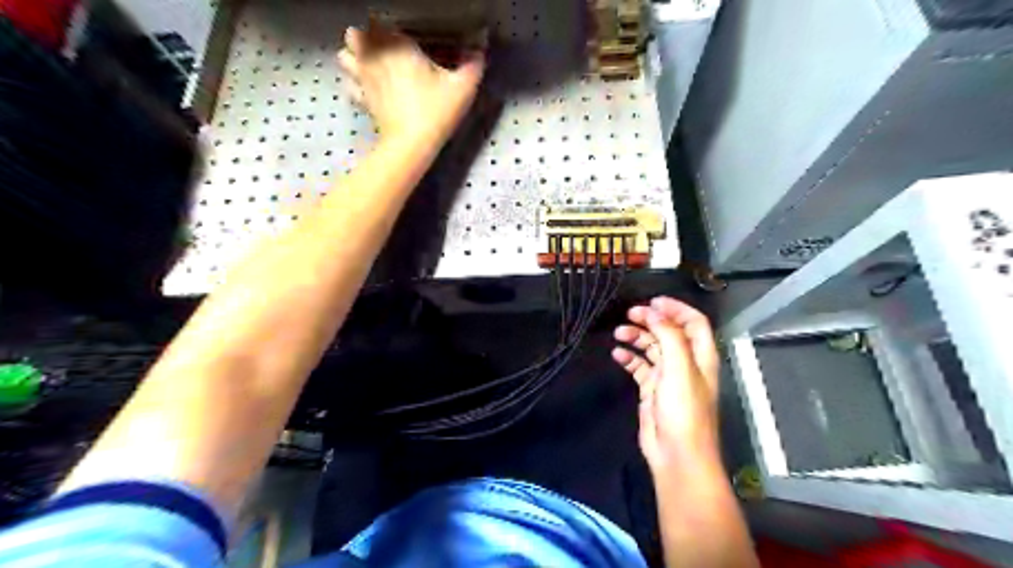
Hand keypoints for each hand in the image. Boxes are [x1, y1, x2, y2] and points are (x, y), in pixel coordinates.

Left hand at [339, 26, 483, 144]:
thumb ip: (473, 64)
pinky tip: (367, 88)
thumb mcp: (462, 88)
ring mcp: (364, 79)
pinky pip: (350, 85)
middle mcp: (375, 57)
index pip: (379, 22)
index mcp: (398, 46)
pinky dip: (354, 83)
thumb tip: (481, 47)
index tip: (399, 37)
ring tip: (370, 64)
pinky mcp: (362, 100)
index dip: (386, 27)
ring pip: (345, 56)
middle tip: (383, 48)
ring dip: (354, 56)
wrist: (411, 145)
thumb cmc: (436, 112)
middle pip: (355, 34)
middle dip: (365, 37)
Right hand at [612, 297, 723, 474]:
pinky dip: (629, 358)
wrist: (676, 454)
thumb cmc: (684, 409)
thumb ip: (668, 336)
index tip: (653, 301)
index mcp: (700, 355)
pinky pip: (639, 367)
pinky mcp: (652, 389)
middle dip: (651, 320)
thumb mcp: (679, 367)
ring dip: (637, 338)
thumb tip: (654, 311)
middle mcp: (686, 363)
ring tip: (619, 333)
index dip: (676, 308)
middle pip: (669, 332)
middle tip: (630, 313)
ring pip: (652, 348)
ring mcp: (668, 376)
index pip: (694, 322)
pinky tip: (617, 354)